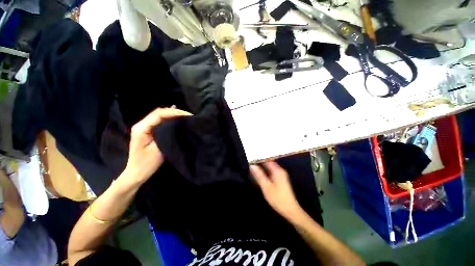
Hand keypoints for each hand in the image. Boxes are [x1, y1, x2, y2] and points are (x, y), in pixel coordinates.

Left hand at [123, 107, 191, 184]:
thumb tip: (178, 125)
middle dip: (174, 112)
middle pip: (159, 112)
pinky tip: (177, 120)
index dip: (174, 112)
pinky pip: (159, 121)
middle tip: (188, 116)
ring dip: (172, 115)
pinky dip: (169, 119)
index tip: (187, 115)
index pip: (159, 114)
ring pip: (159, 116)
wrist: (136, 173)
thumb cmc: (147, 164)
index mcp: (142, 128)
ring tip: (185, 117)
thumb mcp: (158, 149)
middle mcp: (141, 124)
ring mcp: (144, 127)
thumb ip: (166, 135)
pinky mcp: (147, 131)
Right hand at [250, 161, 302, 220]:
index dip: (259, 159)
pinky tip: (259, 175)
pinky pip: (271, 172)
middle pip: (268, 163)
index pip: (267, 160)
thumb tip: (252, 165)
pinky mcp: (280, 180)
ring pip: (269, 168)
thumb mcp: (266, 186)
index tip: (251, 159)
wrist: (290, 210)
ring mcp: (281, 175)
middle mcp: (280, 170)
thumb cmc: (277, 198)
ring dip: (262, 168)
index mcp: (277, 170)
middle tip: (250, 164)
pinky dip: (265, 172)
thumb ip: (259, 175)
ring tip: (253, 168)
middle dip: (260, 163)